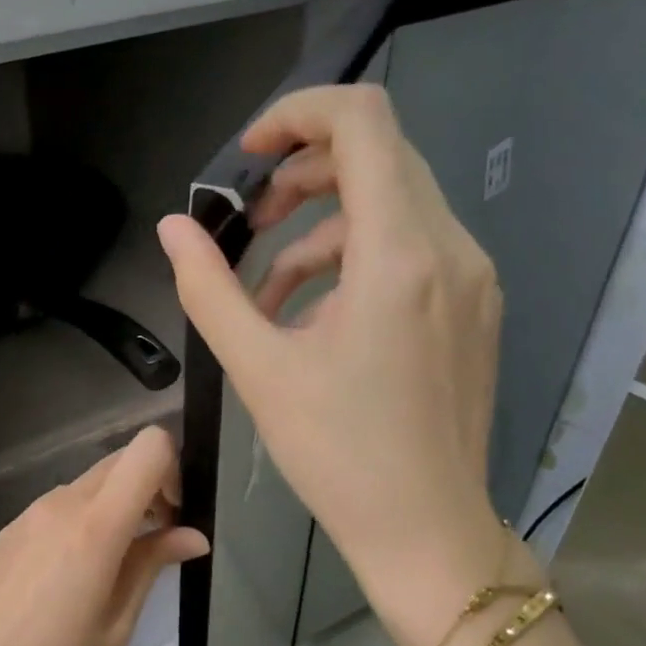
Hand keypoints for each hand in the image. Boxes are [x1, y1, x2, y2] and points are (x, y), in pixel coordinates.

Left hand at [0, 426, 208, 645]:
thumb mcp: (116, 625)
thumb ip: (152, 565)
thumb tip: (194, 536)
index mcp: (95, 525)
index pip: (148, 448)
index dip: (173, 469)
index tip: (173, 516)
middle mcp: (61, 504)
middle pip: (120, 461)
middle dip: (148, 487)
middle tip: (153, 542)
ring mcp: (29, 513)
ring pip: (88, 484)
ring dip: (114, 505)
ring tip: (112, 565)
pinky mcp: (9, 529)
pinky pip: (58, 505)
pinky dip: (81, 519)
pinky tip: (70, 573)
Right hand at [156, 84, 509, 645]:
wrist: (425, 529)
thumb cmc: (337, 454)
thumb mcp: (258, 369)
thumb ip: (209, 289)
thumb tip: (172, 229)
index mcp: (400, 255)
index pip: (362, 122)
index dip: (297, 116)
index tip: (247, 156)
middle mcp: (451, 249)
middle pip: (379, 158)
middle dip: (303, 177)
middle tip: (247, 224)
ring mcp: (472, 278)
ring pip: (394, 206)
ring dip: (322, 228)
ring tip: (268, 291)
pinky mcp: (473, 308)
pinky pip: (412, 250)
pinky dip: (356, 261)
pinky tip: (315, 317)